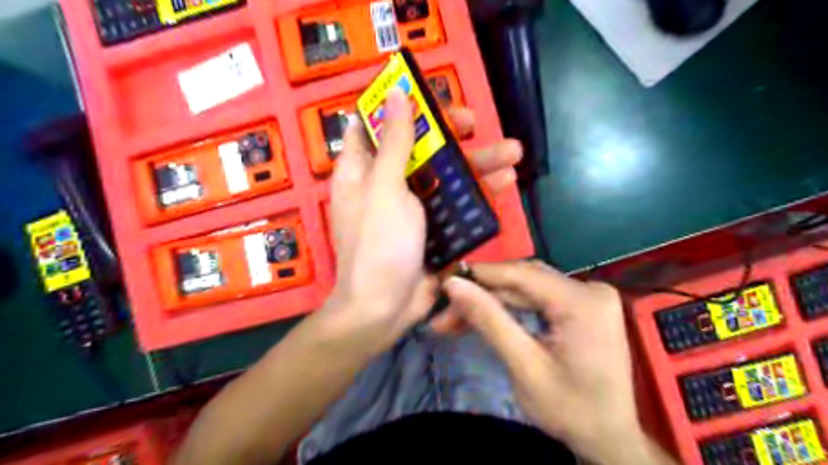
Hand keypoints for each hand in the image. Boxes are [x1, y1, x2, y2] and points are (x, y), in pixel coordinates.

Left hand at [326, 90, 517, 353]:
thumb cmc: (378, 244)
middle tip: (476, 123)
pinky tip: (505, 185)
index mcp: (362, 170)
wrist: (386, 307)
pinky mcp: (432, 227)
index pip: (373, 126)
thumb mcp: (386, 188)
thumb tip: (394, 95)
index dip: (396, 109)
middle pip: (418, 148)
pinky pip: (456, 203)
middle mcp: (385, 184)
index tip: (425, 98)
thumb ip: (395, 143)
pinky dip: (478, 194)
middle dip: (449, 135)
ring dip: (477, 164)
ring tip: (513, 155)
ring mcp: (411, 207)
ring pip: (444, 175)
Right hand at [435, 262, 671, 464]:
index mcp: (583, 302)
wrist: (611, 438)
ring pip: (527, 287)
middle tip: (445, 312)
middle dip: (481, 294)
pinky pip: (538, 297)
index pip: (520, 274)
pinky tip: (486, 315)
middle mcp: (589, 288)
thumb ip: (489, 320)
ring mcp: (588, 295)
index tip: (443, 282)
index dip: (478, 275)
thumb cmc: (571, 410)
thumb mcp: (524, 367)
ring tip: (456, 317)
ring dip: (492, 301)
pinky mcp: (582, 305)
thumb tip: (453, 285)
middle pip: (523, 279)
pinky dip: (510, 306)